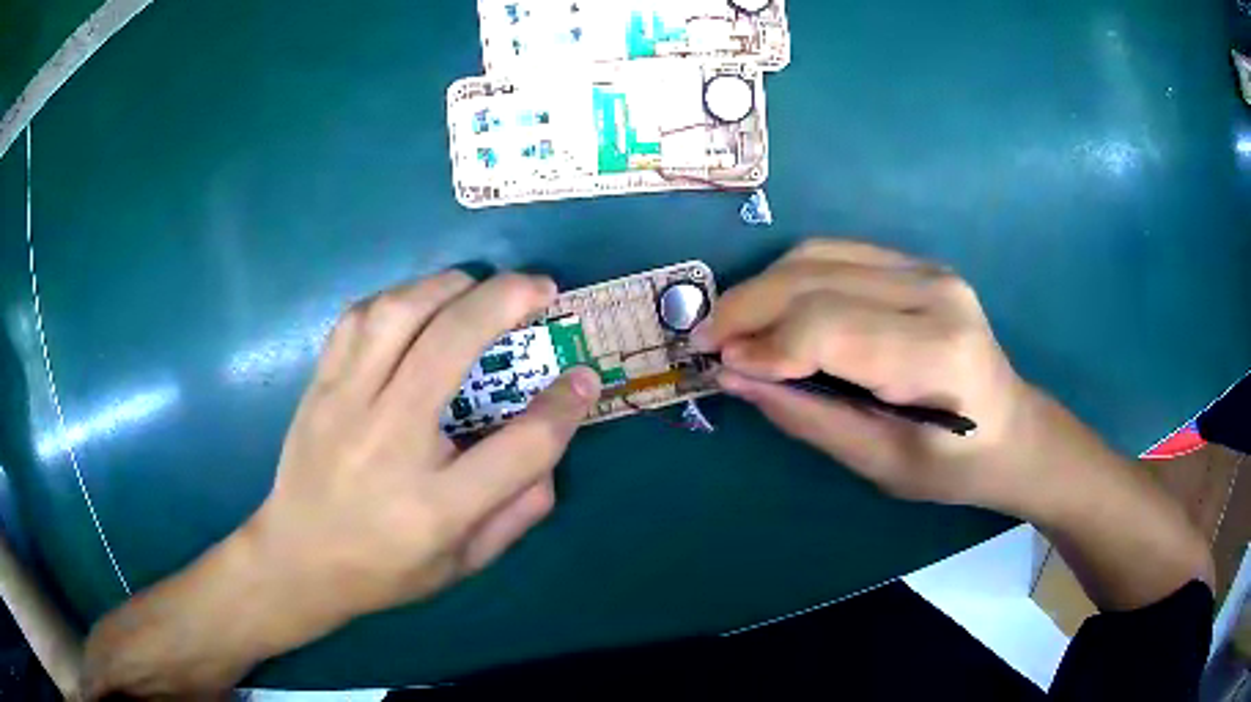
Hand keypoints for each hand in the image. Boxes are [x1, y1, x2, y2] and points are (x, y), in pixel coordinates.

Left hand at [84, 271, 602, 697]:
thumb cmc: (384, 569)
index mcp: (436, 507)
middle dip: (506, 302)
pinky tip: (418, 303)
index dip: (564, 407)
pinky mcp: (318, 387)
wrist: (296, 559)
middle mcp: (388, 444)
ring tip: (479, 285)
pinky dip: (397, 298)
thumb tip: (553, 447)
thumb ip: (518, 512)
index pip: (520, 447)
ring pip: (396, 314)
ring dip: (448, 287)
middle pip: (451, 347)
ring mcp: (344, 407)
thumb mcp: (464, 563)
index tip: (585, 377)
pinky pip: (356, 319)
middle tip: (540, 288)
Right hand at [696, 239, 1037, 510]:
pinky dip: (791, 275)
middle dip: (748, 306)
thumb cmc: (954, 465)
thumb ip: (809, 417)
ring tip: (732, 324)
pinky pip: (837, 252)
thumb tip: (736, 377)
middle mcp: (934, 292)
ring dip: (763, 286)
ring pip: (819, 255)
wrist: (1013, 428)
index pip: (830, 327)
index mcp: (937, 353)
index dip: (765, 344)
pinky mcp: (917, 263)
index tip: (720, 365)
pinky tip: (773, 305)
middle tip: (704, 338)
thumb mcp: (881, 464)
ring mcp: (927, 268)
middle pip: (816, 279)